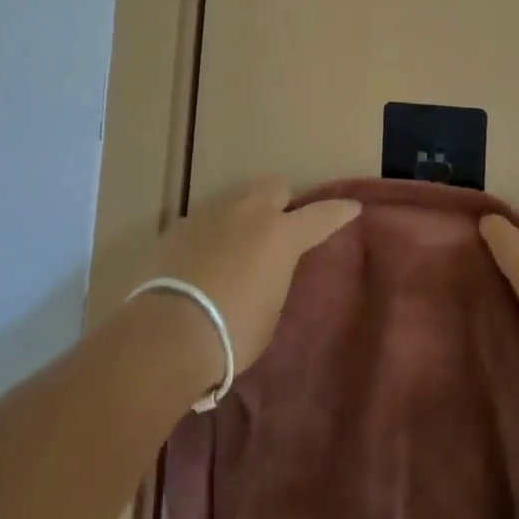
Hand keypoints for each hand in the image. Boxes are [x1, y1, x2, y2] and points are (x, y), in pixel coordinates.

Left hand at [140, 176, 361, 380]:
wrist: (167, 333)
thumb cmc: (232, 332)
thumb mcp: (271, 310)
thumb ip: (276, 277)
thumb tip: (268, 268)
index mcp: (281, 235)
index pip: (321, 215)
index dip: (339, 212)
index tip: (352, 207)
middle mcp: (249, 212)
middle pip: (275, 186)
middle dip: (282, 201)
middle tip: (280, 227)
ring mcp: (212, 213)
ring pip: (239, 196)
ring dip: (247, 212)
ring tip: (242, 241)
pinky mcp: (181, 225)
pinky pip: (209, 218)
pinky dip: (216, 230)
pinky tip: (208, 256)